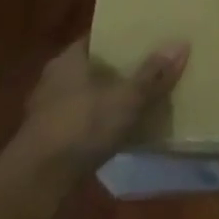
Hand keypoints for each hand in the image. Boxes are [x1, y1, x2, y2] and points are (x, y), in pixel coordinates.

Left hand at [17, 38, 188, 174]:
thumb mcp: (125, 99)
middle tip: (145, 71)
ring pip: (82, 96)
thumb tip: (181, 44)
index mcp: (69, 58)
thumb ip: (152, 75)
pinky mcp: (45, 140)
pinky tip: (112, 134)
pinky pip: (76, 122)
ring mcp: (45, 110)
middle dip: (114, 71)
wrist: (36, 181)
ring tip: (133, 103)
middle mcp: (54, 78)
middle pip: (90, 67)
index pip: (97, 38)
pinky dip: (93, 124)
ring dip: (102, 100)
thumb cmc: (81, 125)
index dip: (120, 38)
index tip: (144, 39)